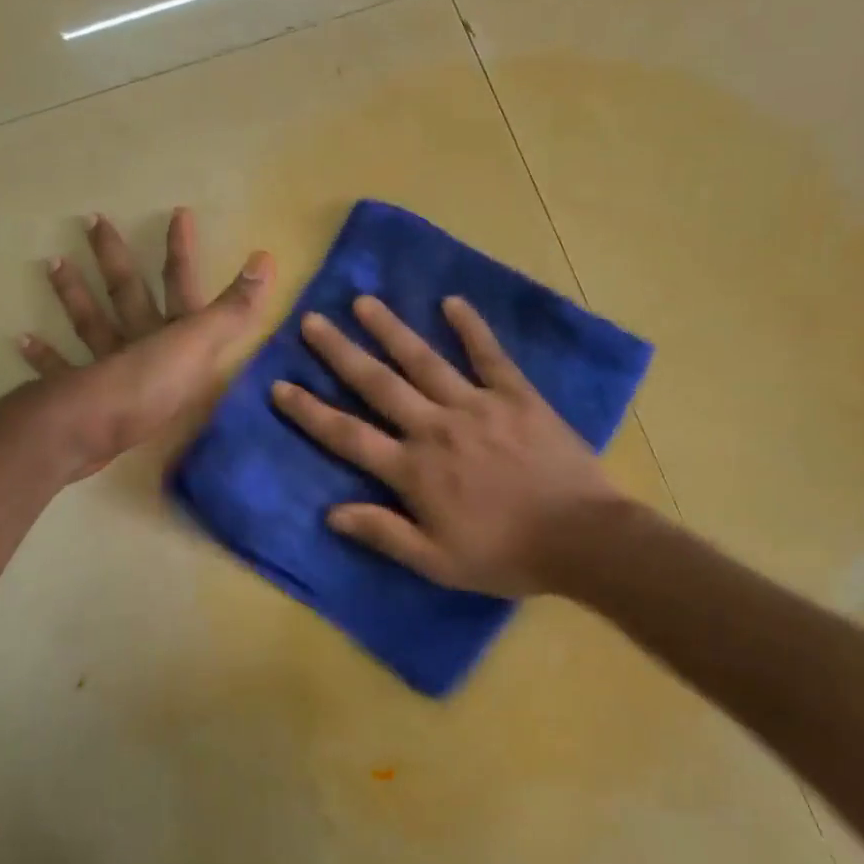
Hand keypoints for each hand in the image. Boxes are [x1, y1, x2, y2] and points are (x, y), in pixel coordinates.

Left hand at [20, 209, 272, 478]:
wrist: (92, 428)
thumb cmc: (151, 386)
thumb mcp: (201, 346)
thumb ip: (235, 309)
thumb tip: (266, 256)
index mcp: (169, 330)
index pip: (179, 282)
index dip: (181, 250)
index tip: (178, 212)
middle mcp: (135, 339)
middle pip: (126, 292)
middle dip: (114, 257)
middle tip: (92, 220)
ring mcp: (105, 366)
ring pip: (90, 323)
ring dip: (73, 295)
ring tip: (52, 263)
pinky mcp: (80, 394)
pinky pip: (59, 369)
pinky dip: (43, 355)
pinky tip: (21, 339)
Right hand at [271, 295, 621, 596]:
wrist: (582, 539)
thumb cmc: (505, 554)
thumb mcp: (437, 562)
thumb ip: (384, 533)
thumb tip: (331, 512)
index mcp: (413, 469)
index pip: (348, 435)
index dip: (310, 412)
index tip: (280, 386)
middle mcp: (435, 427)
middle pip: (378, 384)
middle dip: (340, 352)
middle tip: (311, 321)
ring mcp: (476, 406)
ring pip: (424, 360)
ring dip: (390, 330)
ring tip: (363, 302)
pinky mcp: (516, 396)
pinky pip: (489, 355)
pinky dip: (471, 328)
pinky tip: (452, 303)